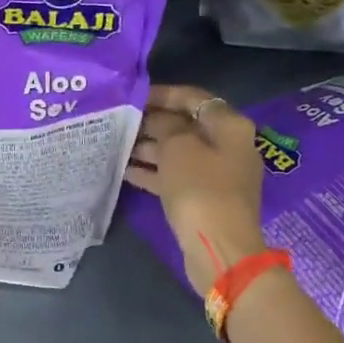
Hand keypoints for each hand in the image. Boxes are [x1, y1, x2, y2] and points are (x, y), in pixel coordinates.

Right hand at [126, 84, 266, 296]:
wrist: (220, 249)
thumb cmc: (200, 188)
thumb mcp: (178, 147)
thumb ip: (165, 124)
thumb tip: (157, 118)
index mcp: (228, 126)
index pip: (193, 97)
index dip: (161, 94)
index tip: (131, 96)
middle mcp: (227, 145)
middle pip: (185, 124)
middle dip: (151, 122)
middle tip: (118, 121)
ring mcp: (216, 173)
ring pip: (177, 152)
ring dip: (148, 148)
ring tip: (115, 145)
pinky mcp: (204, 198)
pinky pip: (175, 176)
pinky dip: (152, 172)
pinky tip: (124, 171)